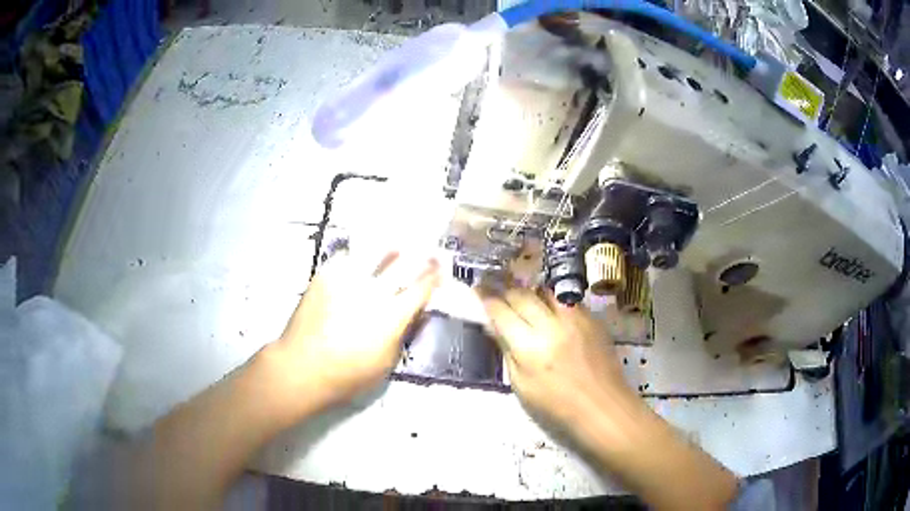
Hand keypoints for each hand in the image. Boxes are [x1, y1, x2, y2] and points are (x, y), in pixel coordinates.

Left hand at [273, 250, 438, 413]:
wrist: (302, 367)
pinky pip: (346, 259)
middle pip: (402, 266)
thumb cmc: (348, 375)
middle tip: (428, 252)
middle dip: (419, 258)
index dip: (433, 277)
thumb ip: (404, 334)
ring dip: (390, 251)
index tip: (440, 269)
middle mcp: (373, 292)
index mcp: (392, 316)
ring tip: (398, 247)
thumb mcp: (386, 363)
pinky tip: (360, 259)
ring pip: (374, 256)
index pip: (420, 289)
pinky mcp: (325, 276)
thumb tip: (416, 314)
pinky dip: (358, 259)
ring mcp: (347, 280)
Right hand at [482, 288, 738, 509]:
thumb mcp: (522, 385)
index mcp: (530, 347)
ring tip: (523, 296)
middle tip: (496, 287)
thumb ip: (508, 351)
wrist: (602, 407)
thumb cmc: (557, 406)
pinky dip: (553, 300)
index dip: (487, 299)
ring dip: (531, 291)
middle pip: (522, 295)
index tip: (478, 289)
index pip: (502, 311)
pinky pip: (567, 300)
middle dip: (506, 290)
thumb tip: (496, 326)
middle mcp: (552, 325)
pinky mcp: (592, 319)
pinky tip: (549, 309)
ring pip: (546, 291)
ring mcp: (575, 319)